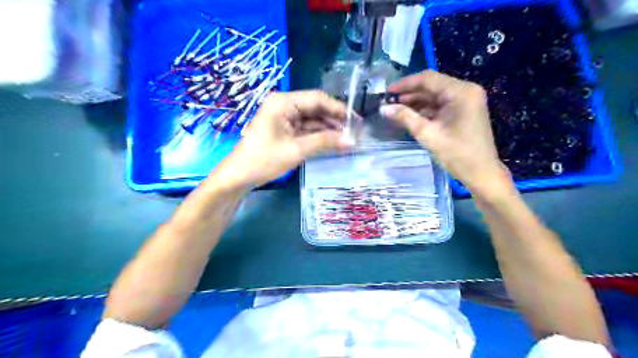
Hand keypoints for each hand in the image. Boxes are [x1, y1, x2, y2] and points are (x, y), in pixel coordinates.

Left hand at [211, 91, 351, 188]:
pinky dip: (318, 136)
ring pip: (312, 120)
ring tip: (347, 139)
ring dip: (328, 129)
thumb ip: (325, 142)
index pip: (317, 99)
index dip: (338, 109)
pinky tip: (332, 143)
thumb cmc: (264, 160)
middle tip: (354, 133)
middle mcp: (284, 105)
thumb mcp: (296, 150)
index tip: (356, 121)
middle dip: (334, 120)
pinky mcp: (284, 130)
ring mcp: (283, 118)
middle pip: (315, 108)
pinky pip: (305, 129)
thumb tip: (352, 140)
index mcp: (283, 102)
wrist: (239, 176)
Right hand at [380, 70, 512, 197]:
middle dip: (409, 94)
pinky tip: (409, 115)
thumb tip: (383, 108)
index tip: (387, 92)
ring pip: (434, 96)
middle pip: (432, 86)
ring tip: (395, 109)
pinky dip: (425, 110)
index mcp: (461, 92)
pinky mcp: (463, 110)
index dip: (405, 84)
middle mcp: (465, 91)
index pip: (428, 79)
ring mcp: (465, 100)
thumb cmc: (457, 154)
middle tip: (388, 102)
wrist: (481, 173)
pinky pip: (440, 105)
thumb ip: (405, 117)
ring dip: (415, 102)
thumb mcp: (427, 134)